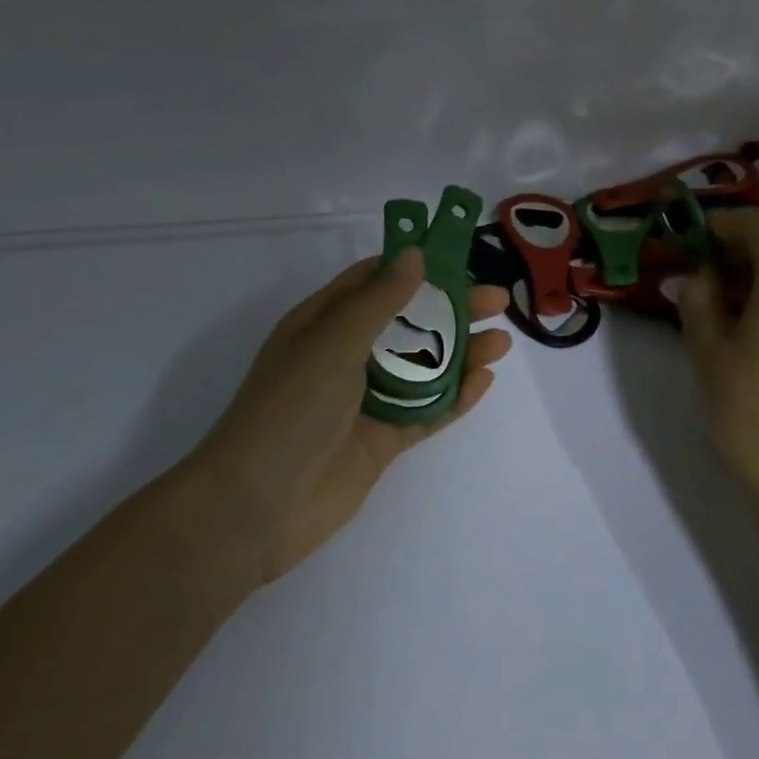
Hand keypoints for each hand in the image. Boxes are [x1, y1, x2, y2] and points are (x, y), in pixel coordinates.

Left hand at [201, 248, 511, 582]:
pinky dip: (454, 396)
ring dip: (460, 352)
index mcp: (323, 323)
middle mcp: (344, 356)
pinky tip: (483, 381)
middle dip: (450, 309)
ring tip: (500, 342)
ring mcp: (364, 401)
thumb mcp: (333, 340)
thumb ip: (379, 299)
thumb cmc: (291, 406)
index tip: (458, 258)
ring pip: (421, 367)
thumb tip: (413, 254)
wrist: (258, 505)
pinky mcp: (381, 440)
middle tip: (496, 301)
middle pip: (406, 323)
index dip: (413, 267)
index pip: (372, 282)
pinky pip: (425, 411)